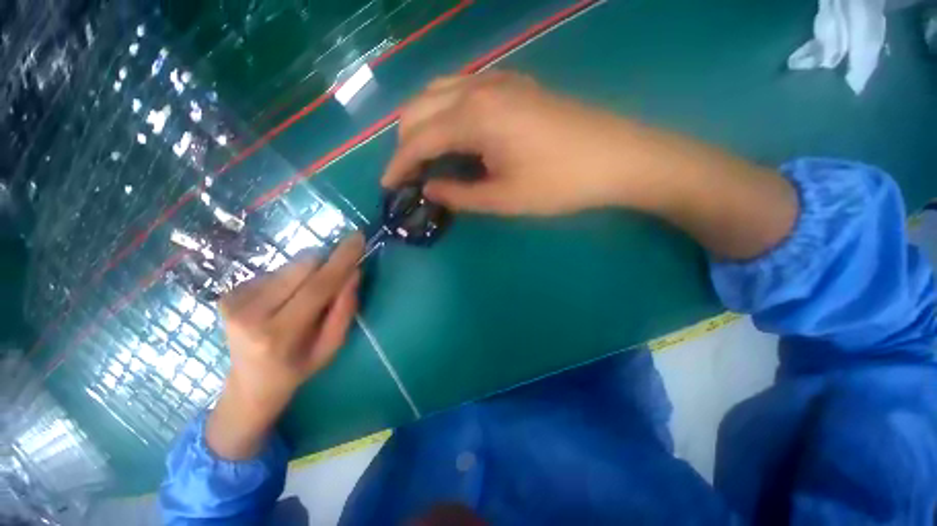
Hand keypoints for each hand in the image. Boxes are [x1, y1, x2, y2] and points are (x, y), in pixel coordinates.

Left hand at [207, 234, 363, 459]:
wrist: (250, 383)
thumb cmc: (298, 367)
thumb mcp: (332, 346)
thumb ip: (344, 309)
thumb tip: (353, 272)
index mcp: (278, 334)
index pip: (317, 286)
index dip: (341, 259)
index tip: (358, 238)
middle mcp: (249, 312)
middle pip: (302, 266)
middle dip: (327, 264)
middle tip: (337, 276)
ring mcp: (233, 300)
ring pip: (291, 265)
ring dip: (309, 273)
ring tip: (305, 298)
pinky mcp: (228, 292)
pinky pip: (277, 271)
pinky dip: (291, 279)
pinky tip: (286, 299)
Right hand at [384, 71, 795, 259]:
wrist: (616, 157)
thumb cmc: (560, 184)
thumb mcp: (505, 199)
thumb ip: (460, 195)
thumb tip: (429, 189)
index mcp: (474, 118)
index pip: (418, 140)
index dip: (398, 165)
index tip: (387, 186)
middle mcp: (479, 89)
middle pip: (419, 108)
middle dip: (405, 143)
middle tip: (409, 175)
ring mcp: (498, 81)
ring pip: (438, 93)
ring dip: (423, 124)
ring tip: (426, 156)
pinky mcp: (514, 85)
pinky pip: (462, 91)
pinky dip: (445, 112)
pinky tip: (454, 134)